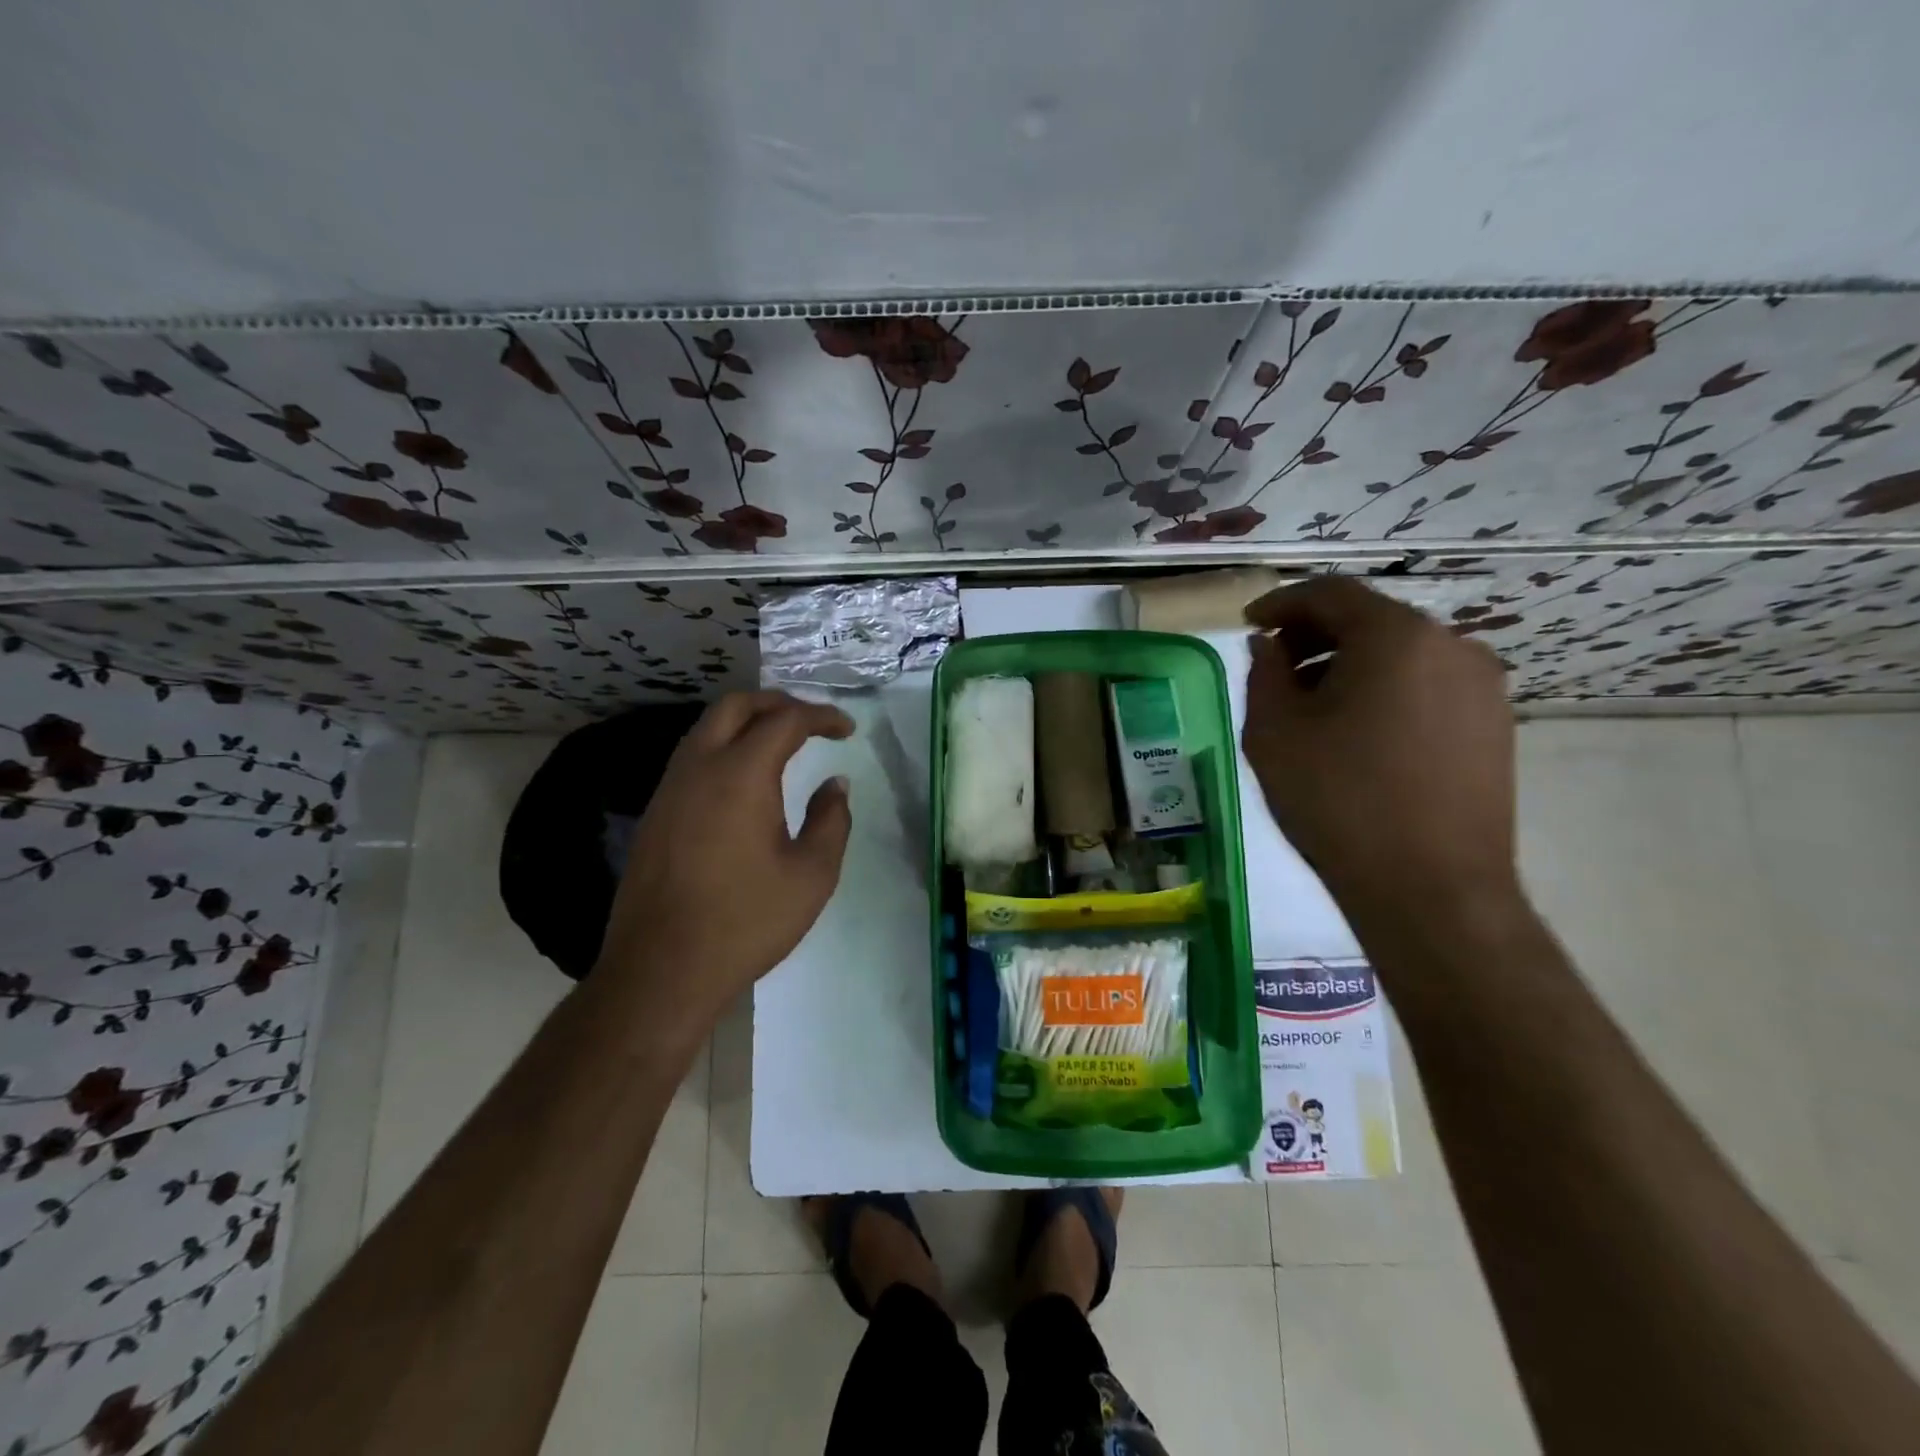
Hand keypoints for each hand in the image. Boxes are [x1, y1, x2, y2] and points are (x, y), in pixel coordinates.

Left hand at [595, 691, 853, 1037]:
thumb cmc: (746, 921)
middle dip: (777, 702)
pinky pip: (691, 757)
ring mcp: (669, 789)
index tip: (847, 729)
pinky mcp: (655, 813)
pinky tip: (743, 780)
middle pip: (735, 706)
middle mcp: (699, 768)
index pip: (785, 720)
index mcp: (741, 774)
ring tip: (780, 742)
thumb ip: (831, 821)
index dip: (821, 717)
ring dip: (746, 722)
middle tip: (810, 722)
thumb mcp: (811, 875)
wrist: (661, 969)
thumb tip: (835, 785)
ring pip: (706, 728)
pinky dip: (723, 747)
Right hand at [1241, 577, 1518, 919]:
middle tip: (1274, 666)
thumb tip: (1270, 647)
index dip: (1282, 602)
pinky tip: (1359, 733)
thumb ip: (1264, 673)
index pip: (1330, 593)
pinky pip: (1428, 686)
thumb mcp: (1274, 732)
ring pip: (1401, 654)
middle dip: (1315, 635)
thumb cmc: (1338, 801)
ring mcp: (1482, 686)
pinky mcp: (1495, 725)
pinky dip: (1385, 690)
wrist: (1432, 889)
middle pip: (1371, 620)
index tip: (1249, 622)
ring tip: (1313, 706)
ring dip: (1350, 665)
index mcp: (1396, 636)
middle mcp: (1451, 645)